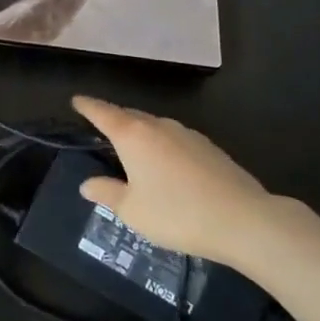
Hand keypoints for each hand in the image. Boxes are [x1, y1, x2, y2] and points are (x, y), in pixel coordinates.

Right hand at [72, 97, 277, 268]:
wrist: (243, 219)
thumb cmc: (177, 213)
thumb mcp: (132, 211)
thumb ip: (107, 193)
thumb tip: (87, 184)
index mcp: (132, 135)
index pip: (103, 112)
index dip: (87, 106)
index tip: (76, 100)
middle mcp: (158, 126)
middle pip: (129, 115)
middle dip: (114, 119)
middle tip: (101, 128)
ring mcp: (186, 134)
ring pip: (154, 126)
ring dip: (140, 132)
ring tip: (133, 148)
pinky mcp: (208, 147)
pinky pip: (174, 138)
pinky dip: (162, 144)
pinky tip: (166, 165)